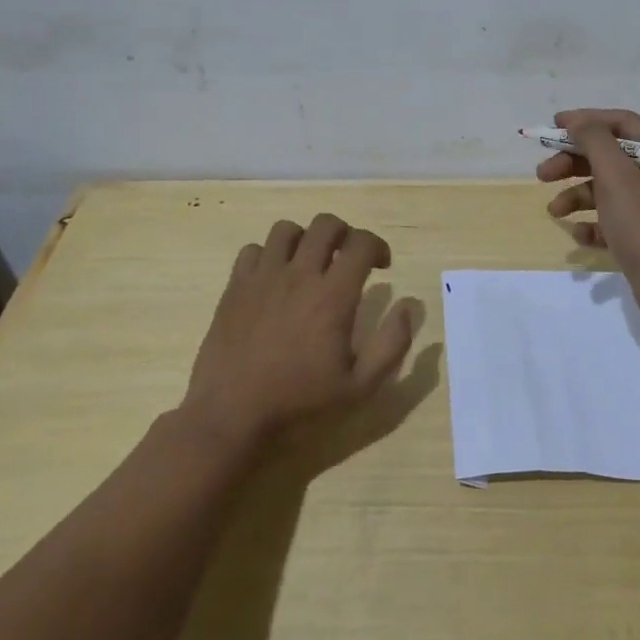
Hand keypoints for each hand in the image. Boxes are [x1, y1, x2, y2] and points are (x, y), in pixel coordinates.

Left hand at [181, 213, 416, 456]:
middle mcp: (299, 276)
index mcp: (333, 296)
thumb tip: (408, 306)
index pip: (361, 243)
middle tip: (348, 259)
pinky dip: (269, 255)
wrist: (231, 415)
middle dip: (345, 234)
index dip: (378, 246)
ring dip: (305, 239)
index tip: (381, 267)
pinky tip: (274, 279)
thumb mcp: (360, 387)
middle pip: (325, 224)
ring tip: (309, 264)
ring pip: (287, 229)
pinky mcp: (235, 287)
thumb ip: (392, 344)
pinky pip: (253, 250)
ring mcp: (263, 278)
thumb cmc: (300, 402)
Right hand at [539, 108, 639, 317]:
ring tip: (554, 212)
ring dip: (577, 196)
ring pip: (608, 189)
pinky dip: (594, 223)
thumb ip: (594, 141)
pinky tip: (580, 235)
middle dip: (573, 163)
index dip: (585, 121)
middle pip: (611, 157)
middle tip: (542, 174)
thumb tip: (578, 121)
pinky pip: (614, 219)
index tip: (552, 127)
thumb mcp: (617, 177)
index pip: (622, 124)